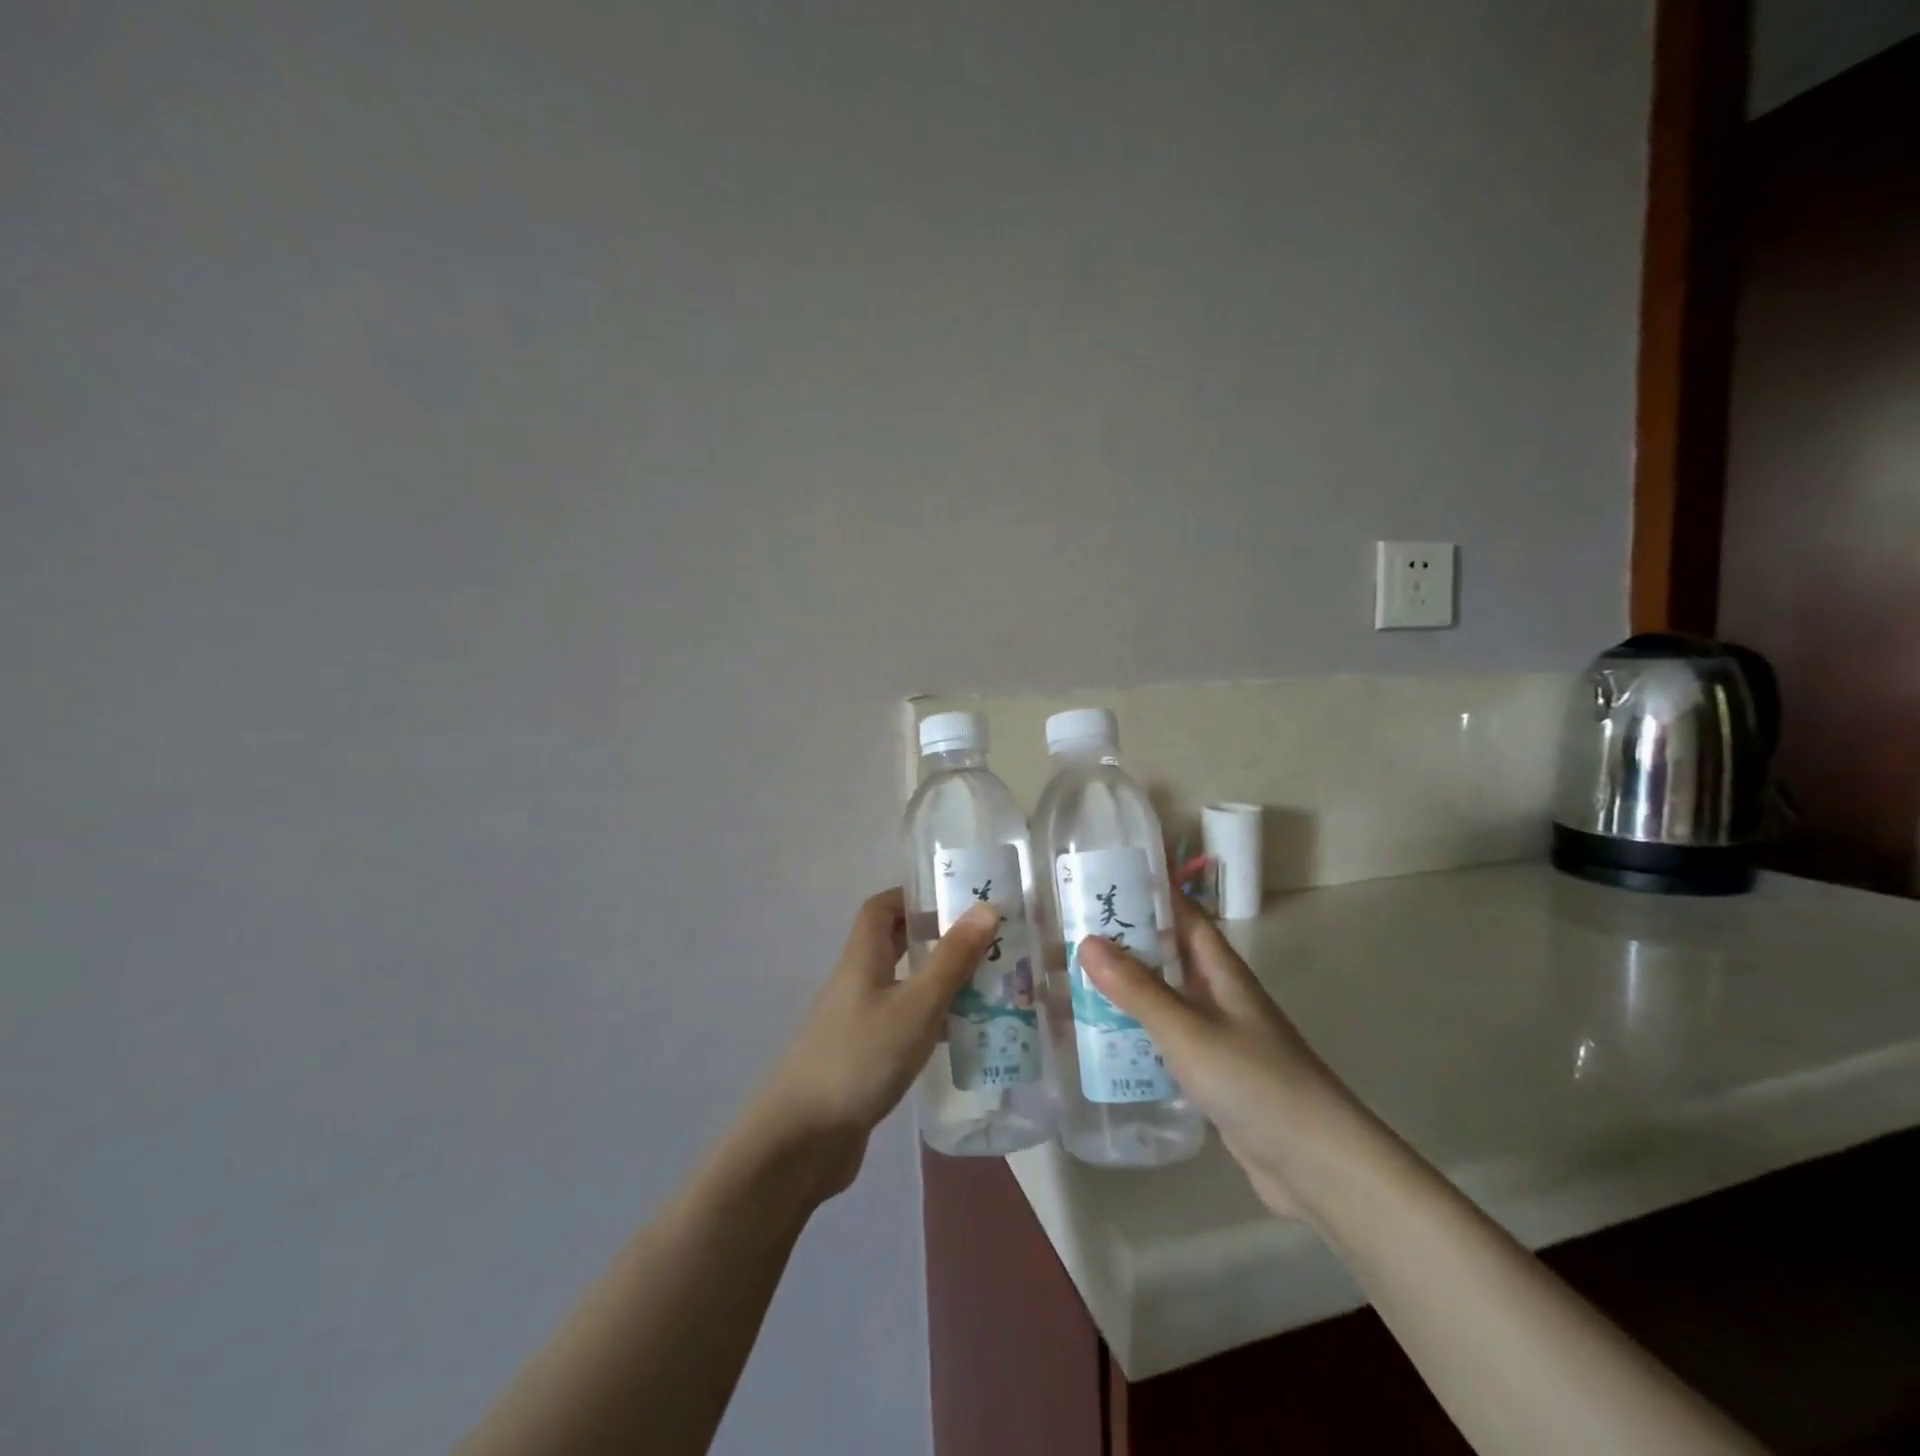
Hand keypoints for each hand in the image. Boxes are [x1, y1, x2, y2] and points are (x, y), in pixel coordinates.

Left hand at [746, 889, 999, 1200]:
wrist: (802, 1139)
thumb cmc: (860, 1058)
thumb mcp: (916, 1005)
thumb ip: (951, 959)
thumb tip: (985, 908)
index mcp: (862, 958)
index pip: (881, 908)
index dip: (913, 895)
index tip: (955, 898)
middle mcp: (857, 982)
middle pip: (894, 945)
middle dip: (935, 938)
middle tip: (983, 943)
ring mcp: (857, 1022)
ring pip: (902, 987)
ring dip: (939, 983)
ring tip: (987, 987)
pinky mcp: (863, 1058)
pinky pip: (902, 1024)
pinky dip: (930, 1023)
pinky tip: (961, 1037)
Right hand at [1076, 894, 1335, 1218]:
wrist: (1314, 1163)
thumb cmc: (1253, 1081)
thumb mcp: (1187, 1030)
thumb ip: (1138, 989)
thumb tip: (1087, 941)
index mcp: (1220, 970)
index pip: (1182, 913)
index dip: (1148, 891)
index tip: (1102, 877)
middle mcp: (1219, 993)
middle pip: (1168, 953)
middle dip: (1125, 941)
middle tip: (1070, 932)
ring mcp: (1217, 1034)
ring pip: (1164, 996)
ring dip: (1126, 987)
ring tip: (1074, 981)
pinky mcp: (1212, 1072)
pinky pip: (1166, 1037)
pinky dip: (1137, 1030)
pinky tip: (1104, 1040)